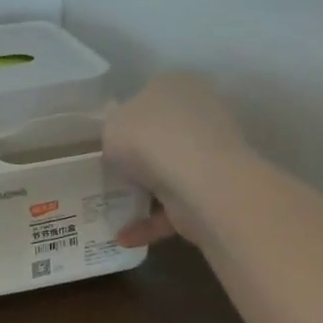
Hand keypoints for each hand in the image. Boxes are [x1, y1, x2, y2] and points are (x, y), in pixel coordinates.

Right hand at [105, 73, 246, 248]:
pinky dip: (151, 222)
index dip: (127, 116)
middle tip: (110, 171)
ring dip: (147, 190)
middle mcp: (200, 113)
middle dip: (140, 154)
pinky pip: (176, 206)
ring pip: (171, 171)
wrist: (200, 181)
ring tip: (112, 207)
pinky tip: (125, 237)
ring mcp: (212, 153)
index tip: (108, 139)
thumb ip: (113, 132)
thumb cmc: (149, 137)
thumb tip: (121, 143)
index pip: (149, 95)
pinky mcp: (215, 191)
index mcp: (176, 85)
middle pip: (162, 133)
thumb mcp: (111, 125)